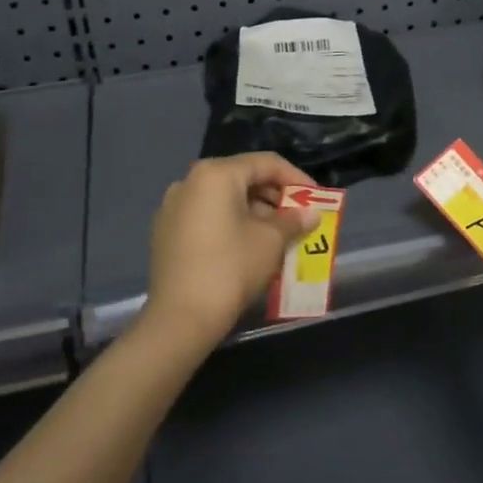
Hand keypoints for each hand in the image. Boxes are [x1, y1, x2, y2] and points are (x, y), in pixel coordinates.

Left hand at [144, 153, 319, 349]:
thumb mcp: (271, 241)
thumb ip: (293, 220)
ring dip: (254, 212)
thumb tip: (310, 214)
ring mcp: (173, 207)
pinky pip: (207, 217)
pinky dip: (231, 224)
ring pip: (224, 199)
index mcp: (215, 174)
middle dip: (275, 197)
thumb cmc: (231, 268)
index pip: (266, 163)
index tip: (317, 199)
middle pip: (243, 179)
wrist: (180, 318)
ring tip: (278, 236)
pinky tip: (248, 247)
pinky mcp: (165, 232)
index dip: (297, 179)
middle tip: (299, 218)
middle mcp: (190, 182)